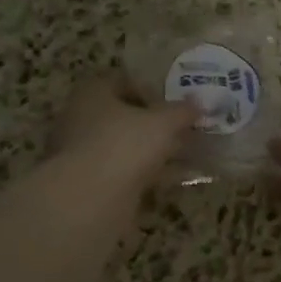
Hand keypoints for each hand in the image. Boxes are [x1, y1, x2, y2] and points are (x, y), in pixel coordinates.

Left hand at [51, 74, 198, 195]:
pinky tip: (175, 179)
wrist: (89, 199)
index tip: (173, 103)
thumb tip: (199, 102)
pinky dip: (148, 174)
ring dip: (153, 151)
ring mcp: (83, 153)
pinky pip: (125, 172)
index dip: (150, 90)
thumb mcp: (163, 123)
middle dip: (154, 123)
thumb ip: (182, 111)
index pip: (121, 82)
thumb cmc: (124, 144)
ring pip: (125, 146)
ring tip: (187, 154)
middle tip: (183, 129)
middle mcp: (81, 119)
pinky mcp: (90, 183)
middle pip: (123, 116)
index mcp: (92, 93)